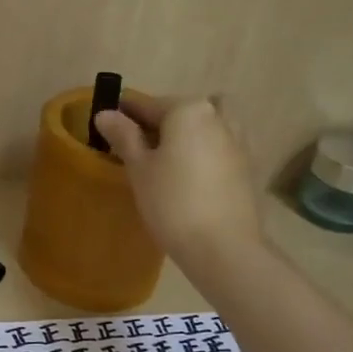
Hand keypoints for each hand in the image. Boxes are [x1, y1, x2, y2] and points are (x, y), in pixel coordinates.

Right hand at [95, 94, 265, 264]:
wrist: (223, 246)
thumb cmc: (172, 202)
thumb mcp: (139, 168)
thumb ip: (124, 136)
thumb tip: (105, 114)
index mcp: (189, 109)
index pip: (147, 104)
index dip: (123, 115)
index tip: (106, 125)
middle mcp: (218, 116)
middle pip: (179, 113)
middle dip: (157, 125)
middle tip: (135, 151)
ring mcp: (238, 140)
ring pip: (202, 129)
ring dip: (184, 137)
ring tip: (164, 165)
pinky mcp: (247, 166)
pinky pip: (217, 149)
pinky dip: (201, 155)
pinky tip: (187, 181)